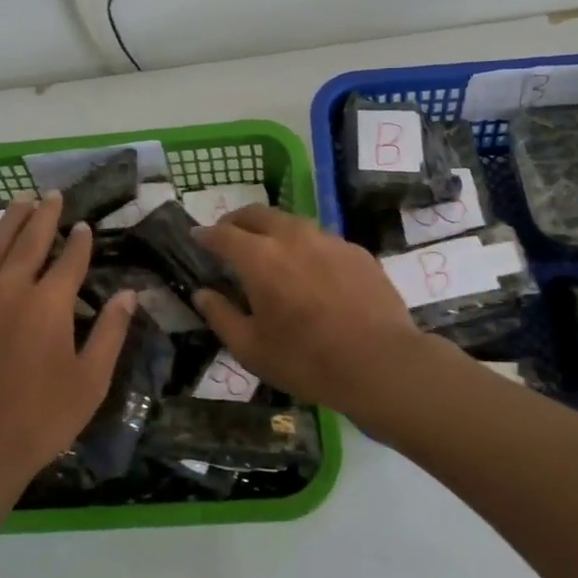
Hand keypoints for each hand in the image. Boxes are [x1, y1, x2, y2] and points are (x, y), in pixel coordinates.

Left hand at [0, 193, 135, 495]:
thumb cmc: (40, 420)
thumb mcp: (90, 382)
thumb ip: (111, 333)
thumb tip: (129, 294)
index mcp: (49, 304)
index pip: (70, 260)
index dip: (80, 241)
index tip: (86, 225)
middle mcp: (10, 291)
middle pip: (29, 242)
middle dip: (44, 216)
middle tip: (52, 196)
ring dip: (7, 222)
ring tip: (18, 201)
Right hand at [193, 205, 423, 410]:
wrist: (380, 363)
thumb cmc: (306, 360)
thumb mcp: (251, 349)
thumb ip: (221, 316)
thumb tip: (203, 294)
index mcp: (259, 258)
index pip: (223, 234)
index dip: (206, 234)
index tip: (197, 237)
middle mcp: (292, 237)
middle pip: (257, 214)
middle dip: (237, 221)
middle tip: (229, 235)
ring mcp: (329, 240)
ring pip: (292, 223)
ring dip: (272, 230)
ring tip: (269, 250)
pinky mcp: (356, 251)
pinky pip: (322, 240)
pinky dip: (306, 247)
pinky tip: (311, 271)